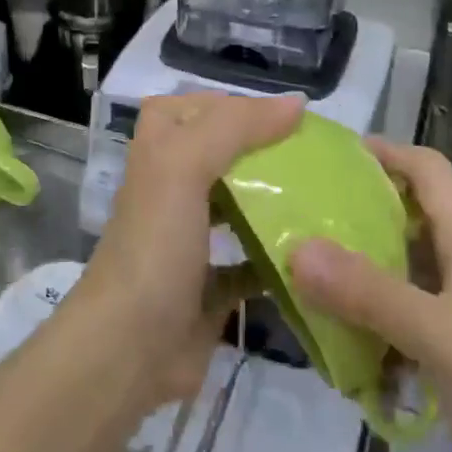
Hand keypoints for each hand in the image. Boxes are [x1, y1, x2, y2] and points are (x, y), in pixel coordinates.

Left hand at [75, 92, 303, 405]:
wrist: (129, 348)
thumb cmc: (155, 246)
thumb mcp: (183, 167)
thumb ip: (234, 127)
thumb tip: (295, 104)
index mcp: (157, 158)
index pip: (186, 110)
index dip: (228, 105)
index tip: (282, 116)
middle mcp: (170, 195)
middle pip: (217, 158)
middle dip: (262, 153)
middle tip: (314, 158)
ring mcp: (188, 244)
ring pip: (235, 209)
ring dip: (272, 202)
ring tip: (322, 197)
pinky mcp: (208, 290)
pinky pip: (249, 267)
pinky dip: (277, 260)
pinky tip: (314, 256)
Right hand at [290, 139, 451, 451]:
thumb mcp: (445, 339)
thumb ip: (371, 293)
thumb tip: (297, 247)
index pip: (429, 173)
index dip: (384, 153)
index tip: (325, 156)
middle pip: (406, 222)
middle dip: (353, 215)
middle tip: (293, 219)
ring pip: (398, 277)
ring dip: (353, 276)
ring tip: (296, 277)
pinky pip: (399, 329)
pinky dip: (366, 330)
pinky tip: (332, 347)